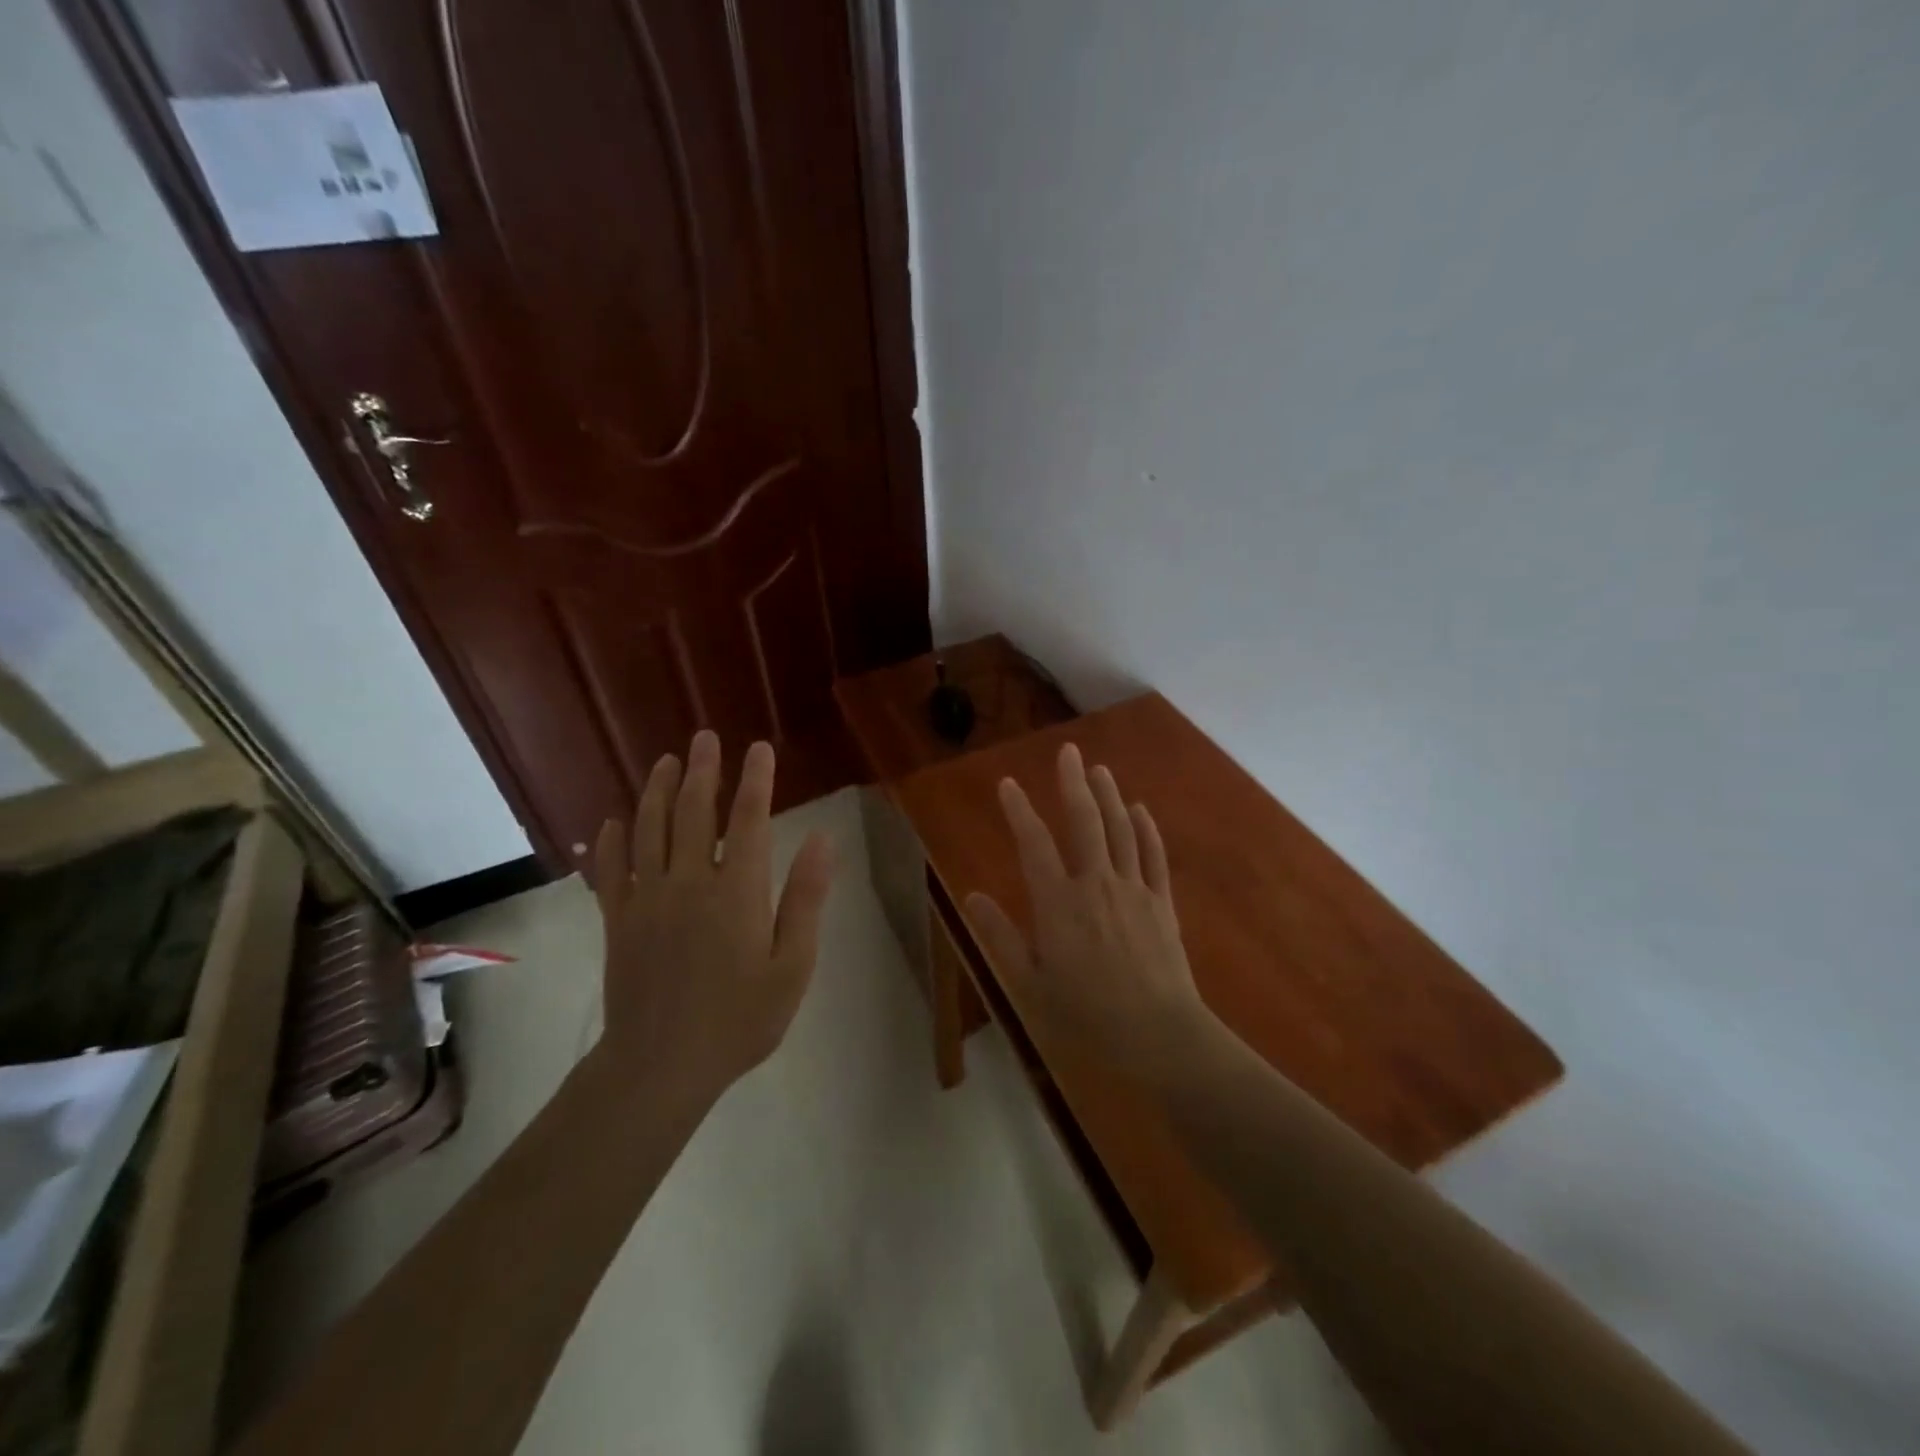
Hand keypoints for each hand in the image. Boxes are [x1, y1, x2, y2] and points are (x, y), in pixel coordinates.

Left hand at [592, 730, 834, 1103]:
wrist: (661, 1065)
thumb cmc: (740, 1019)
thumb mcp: (793, 966)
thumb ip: (805, 899)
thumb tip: (822, 839)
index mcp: (737, 891)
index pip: (748, 819)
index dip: (755, 780)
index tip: (759, 748)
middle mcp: (689, 881)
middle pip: (693, 812)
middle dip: (702, 771)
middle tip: (704, 738)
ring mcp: (647, 898)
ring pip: (649, 829)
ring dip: (657, 790)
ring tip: (665, 761)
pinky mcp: (618, 920)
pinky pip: (610, 869)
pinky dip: (611, 840)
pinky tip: (614, 820)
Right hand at [965, 743, 1217, 1087]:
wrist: (1161, 1036)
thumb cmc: (1088, 1016)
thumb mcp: (1030, 984)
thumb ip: (1001, 937)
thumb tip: (972, 895)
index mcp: (1058, 903)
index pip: (1033, 844)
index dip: (1018, 811)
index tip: (1008, 783)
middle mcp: (1096, 884)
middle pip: (1084, 822)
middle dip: (1073, 783)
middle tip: (1069, 751)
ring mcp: (1134, 890)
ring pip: (1120, 830)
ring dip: (1109, 796)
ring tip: (1099, 769)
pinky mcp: (1161, 903)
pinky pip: (1153, 856)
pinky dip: (1146, 829)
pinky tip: (1140, 810)